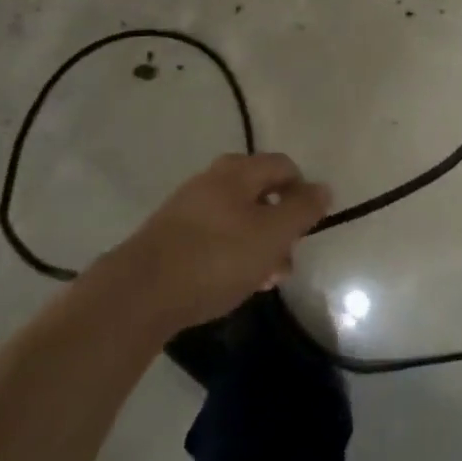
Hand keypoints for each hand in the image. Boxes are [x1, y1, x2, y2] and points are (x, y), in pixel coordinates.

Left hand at [119, 153, 330, 331]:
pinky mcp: (169, 237)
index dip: (303, 193)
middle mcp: (211, 180)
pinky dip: (230, 255)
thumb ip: (302, 210)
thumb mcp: (272, 234)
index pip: (284, 166)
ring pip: (237, 219)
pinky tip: (231, 284)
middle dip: (280, 226)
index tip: (308, 228)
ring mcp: (187, 208)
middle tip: (286, 261)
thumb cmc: (216, 257)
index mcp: (238, 171)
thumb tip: (323, 188)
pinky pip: (213, 237)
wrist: (138, 294)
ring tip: (263, 281)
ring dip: (257, 245)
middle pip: (260, 194)